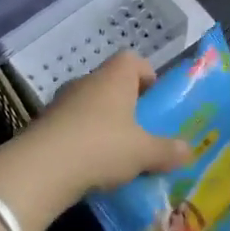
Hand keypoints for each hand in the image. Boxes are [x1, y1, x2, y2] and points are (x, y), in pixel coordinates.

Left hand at [27, 51, 193, 203]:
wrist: (40, 170)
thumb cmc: (102, 147)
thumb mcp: (144, 152)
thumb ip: (167, 150)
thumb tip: (189, 150)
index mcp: (114, 77)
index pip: (133, 60)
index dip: (147, 75)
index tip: (155, 100)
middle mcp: (86, 82)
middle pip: (111, 84)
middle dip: (127, 104)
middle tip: (141, 131)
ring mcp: (61, 102)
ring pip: (90, 106)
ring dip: (103, 123)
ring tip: (116, 153)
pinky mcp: (43, 125)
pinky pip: (71, 126)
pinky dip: (82, 140)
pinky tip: (90, 166)